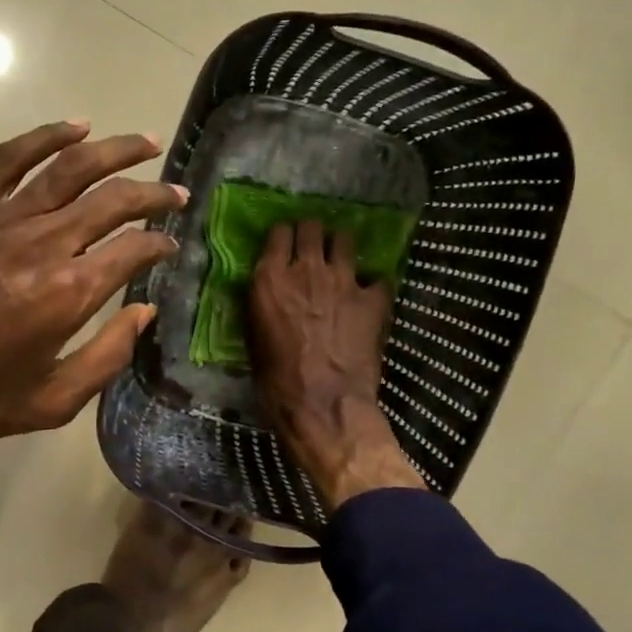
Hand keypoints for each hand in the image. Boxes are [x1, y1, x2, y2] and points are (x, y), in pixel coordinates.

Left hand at [0, 122, 184, 486]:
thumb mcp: (50, 402)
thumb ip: (107, 356)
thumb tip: (143, 313)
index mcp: (69, 292)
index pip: (134, 250)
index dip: (161, 243)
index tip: (171, 246)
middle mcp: (43, 243)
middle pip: (112, 199)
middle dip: (153, 194)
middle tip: (175, 193)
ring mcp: (1, 219)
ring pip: (69, 166)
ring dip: (114, 150)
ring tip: (146, 143)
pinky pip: (10, 159)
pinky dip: (45, 136)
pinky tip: (74, 126)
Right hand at [248, 221, 425, 509]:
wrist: (323, 404)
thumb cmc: (276, 381)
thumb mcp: (254, 339)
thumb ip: (263, 305)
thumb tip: (269, 294)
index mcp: (270, 279)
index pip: (278, 233)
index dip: (283, 236)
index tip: (285, 244)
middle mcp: (306, 269)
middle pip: (311, 227)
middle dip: (312, 233)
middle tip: (312, 246)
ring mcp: (343, 280)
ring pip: (344, 240)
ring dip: (340, 247)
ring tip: (341, 259)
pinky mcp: (373, 298)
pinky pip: (378, 278)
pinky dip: (373, 284)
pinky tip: (370, 295)